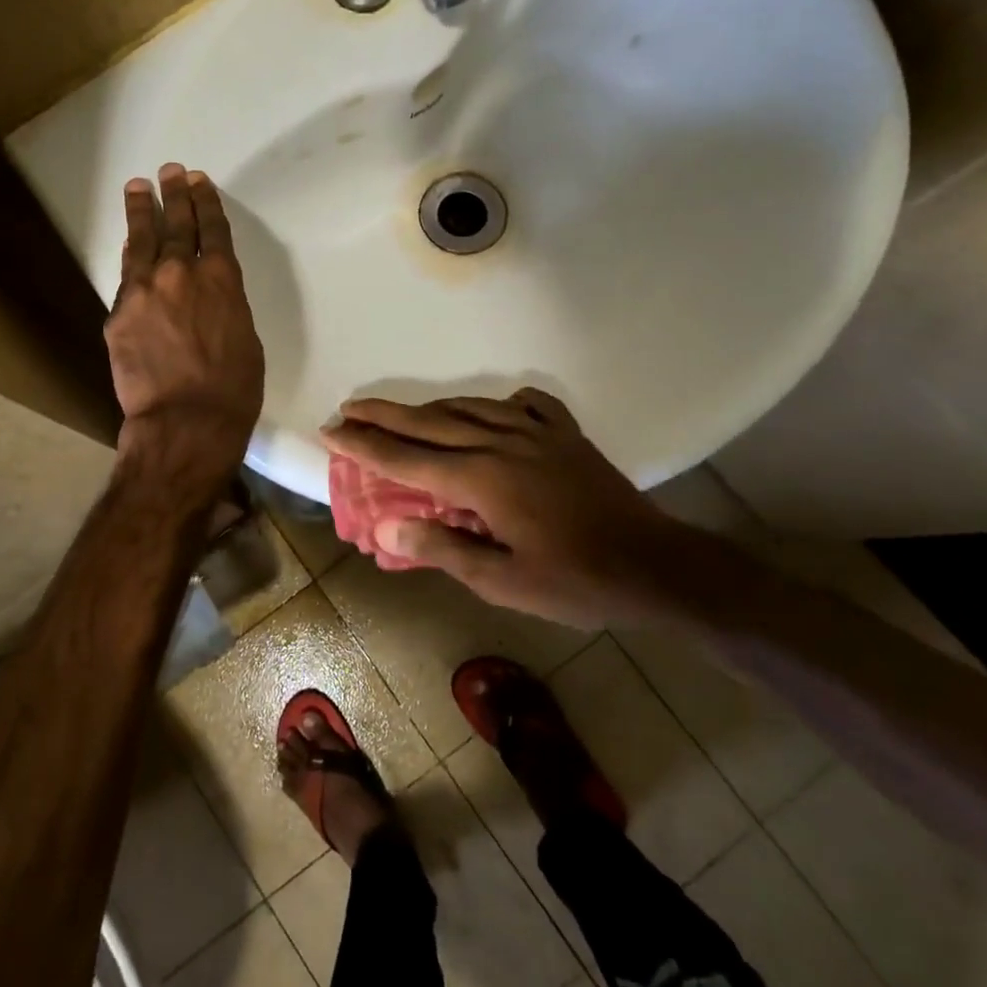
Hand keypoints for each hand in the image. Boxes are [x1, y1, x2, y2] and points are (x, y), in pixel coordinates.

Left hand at [106, 164, 264, 495]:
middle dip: (175, 194)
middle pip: (177, 224)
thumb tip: (207, 301)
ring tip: (138, 188)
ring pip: (142, 241)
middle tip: (170, 171)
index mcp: (222, 280)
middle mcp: (181, 274)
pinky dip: (130, 258)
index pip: (213, 229)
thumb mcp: (245, 340)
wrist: (186, 421)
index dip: (206, 203)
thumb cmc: (233, 389)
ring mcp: (145, 291)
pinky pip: (126, 277)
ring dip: (142, 212)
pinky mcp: (118, 314)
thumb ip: (225, 308)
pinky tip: (129, 247)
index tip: (199, 181)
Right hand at [322, 390, 691, 628]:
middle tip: (349, 409)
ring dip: (429, 408)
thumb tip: (384, 527)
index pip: (406, 460)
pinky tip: (494, 411)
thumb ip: (442, 549)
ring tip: (402, 412)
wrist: (656, 566)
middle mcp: (502, 443)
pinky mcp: (565, 434)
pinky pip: (524, 405)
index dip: (364, 445)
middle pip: (429, 424)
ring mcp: (537, 433)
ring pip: (469, 408)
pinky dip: (499, 404)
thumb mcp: (503, 582)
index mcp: (482, 480)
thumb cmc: (575, 582)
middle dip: (383, 416)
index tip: (330, 431)